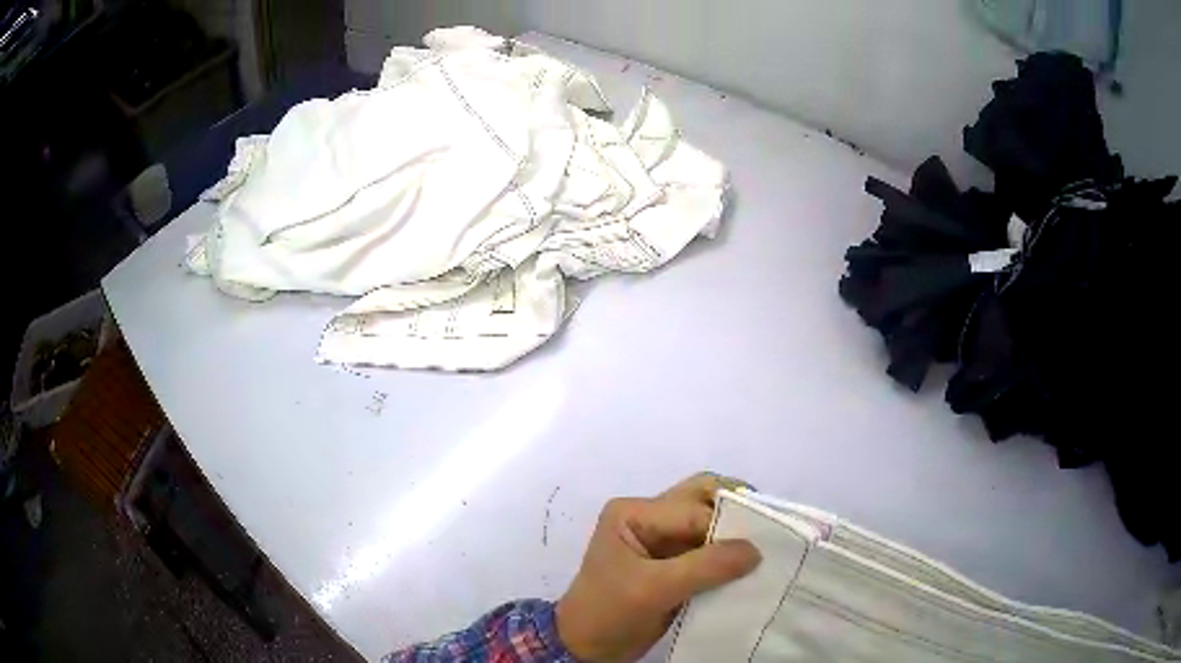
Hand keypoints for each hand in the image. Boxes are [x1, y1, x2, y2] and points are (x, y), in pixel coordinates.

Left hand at [555, 474, 761, 661]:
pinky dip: (729, 555)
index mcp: (634, 513)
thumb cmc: (609, 612)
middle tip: (768, 531)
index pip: (692, 508)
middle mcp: (649, 517)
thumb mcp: (653, 589)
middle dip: (736, 512)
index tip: (764, 543)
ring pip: (708, 522)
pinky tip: (749, 567)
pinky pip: (708, 549)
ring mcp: (662, 540)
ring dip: (735, 534)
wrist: (587, 648)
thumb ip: (706, 567)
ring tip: (766, 549)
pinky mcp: (673, 564)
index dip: (728, 524)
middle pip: (702, 499)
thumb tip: (756, 549)